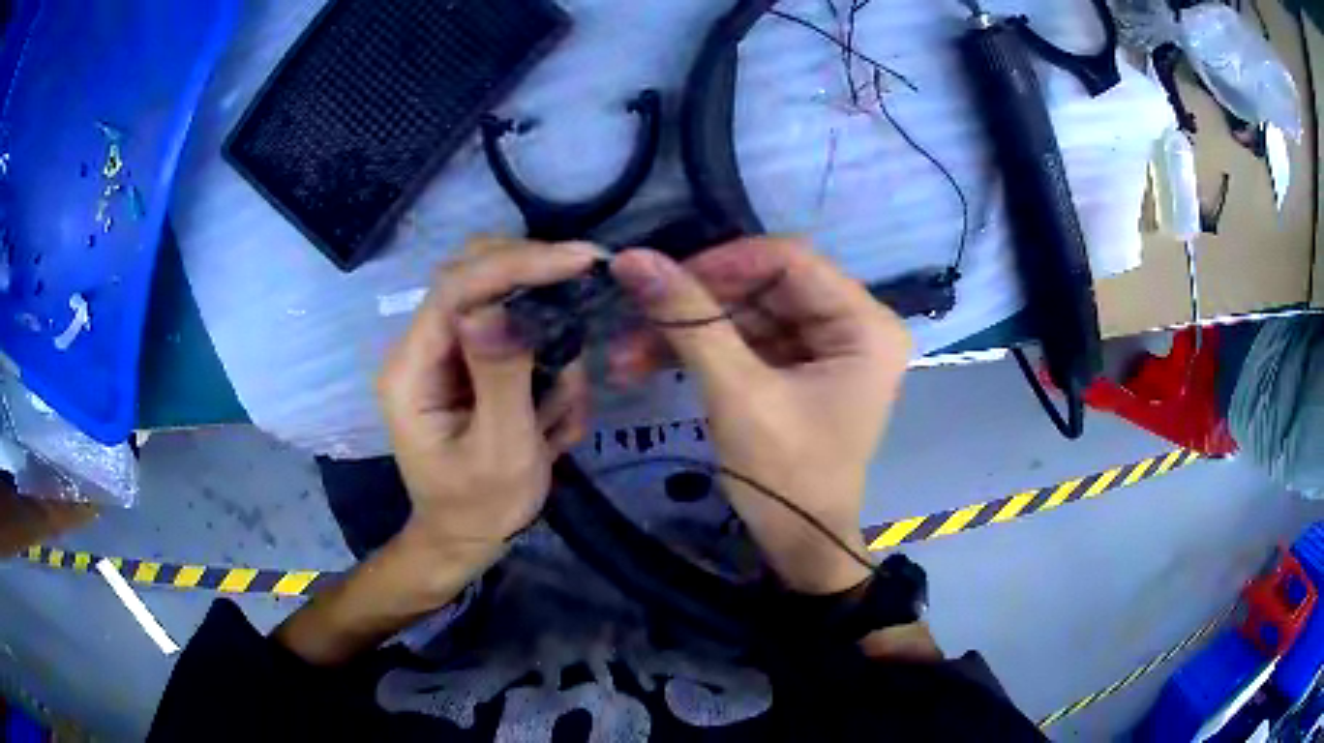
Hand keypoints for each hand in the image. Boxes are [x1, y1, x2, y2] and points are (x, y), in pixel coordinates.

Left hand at [377, 237, 597, 575]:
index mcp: (411, 369)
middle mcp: (420, 347)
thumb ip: (499, 378)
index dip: (517, 264)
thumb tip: (493, 308)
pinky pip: (512, 333)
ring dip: (545, 342)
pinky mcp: (467, 359)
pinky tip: (548, 419)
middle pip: (472, 273)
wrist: (465, 536)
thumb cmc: (480, 505)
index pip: (456, 288)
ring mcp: (444, 351)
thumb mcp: (501, 452)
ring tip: (553, 418)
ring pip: (499, 298)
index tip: (582, 259)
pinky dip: (545, 363)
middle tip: (587, 293)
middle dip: (533, 280)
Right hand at [611, 238, 911, 594]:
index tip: (662, 281)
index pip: (790, 259)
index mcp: (865, 325)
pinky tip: (651, 362)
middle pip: (764, 284)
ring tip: (627, 354)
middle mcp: (854, 324)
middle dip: (695, 303)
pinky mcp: (800, 366)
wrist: (800, 547)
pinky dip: (701, 349)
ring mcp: (826, 346)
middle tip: (633, 317)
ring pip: (747, 312)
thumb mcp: (738, 394)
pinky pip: (747, 339)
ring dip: (687, 330)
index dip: (722, 262)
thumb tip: (633, 259)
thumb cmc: (786, 477)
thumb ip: (689, 321)